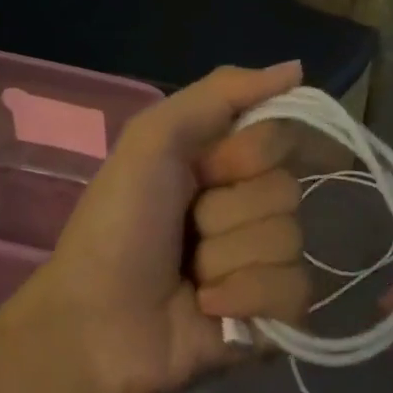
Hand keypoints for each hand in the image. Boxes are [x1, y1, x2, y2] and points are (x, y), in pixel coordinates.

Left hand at [30, 62, 312, 392]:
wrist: (94, 324)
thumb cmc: (119, 223)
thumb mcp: (155, 138)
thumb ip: (223, 91)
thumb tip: (298, 68)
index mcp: (226, 162)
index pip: (281, 138)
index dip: (244, 156)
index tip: (205, 170)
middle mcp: (251, 204)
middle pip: (286, 190)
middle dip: (228, 212)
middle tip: (187, 231)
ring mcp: (264, 260)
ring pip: (290, 240)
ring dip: (228, 258)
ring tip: (191, 276)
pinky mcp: (273, 313)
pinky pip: (294, 289)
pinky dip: (245, 296)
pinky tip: (209, 307)